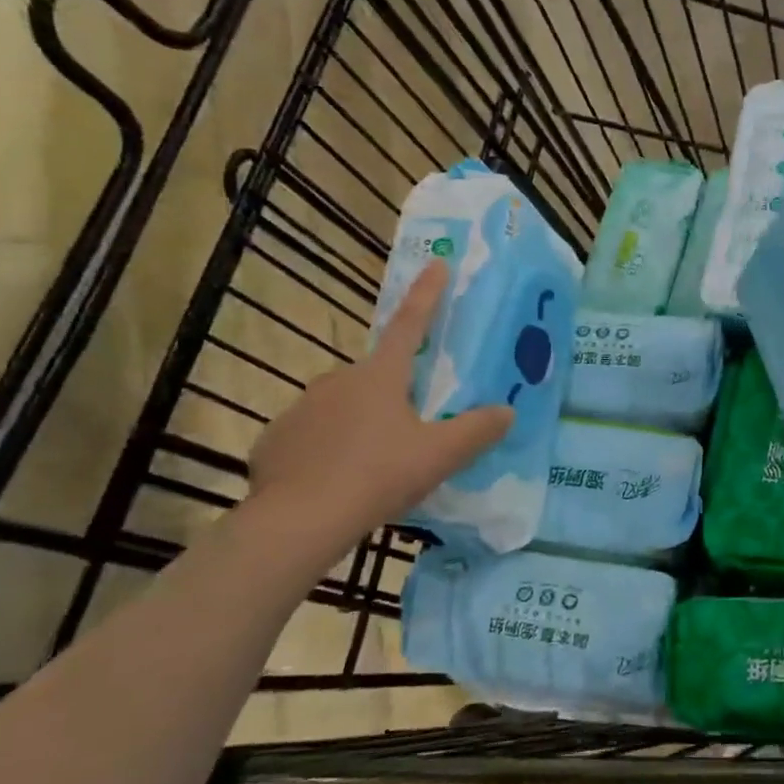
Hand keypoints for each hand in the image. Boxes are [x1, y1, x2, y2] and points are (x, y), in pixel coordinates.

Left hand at [247, 260, 513, 537]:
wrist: (297, 521)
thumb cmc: (377, 476)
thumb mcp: (439, 455)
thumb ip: (477, 431)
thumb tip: (507, 412)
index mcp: (380, 376)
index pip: (411, 325)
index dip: (427, 294)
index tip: (436, 262)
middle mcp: (338, 380)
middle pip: (377, 377)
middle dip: (395, 393)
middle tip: (411, 431)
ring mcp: (302, 408)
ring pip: (344, 407)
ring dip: (362, 424)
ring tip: (376, 466)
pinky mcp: (276, 440)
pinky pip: (313, 436)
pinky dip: (329, 450)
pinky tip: (338, 481)